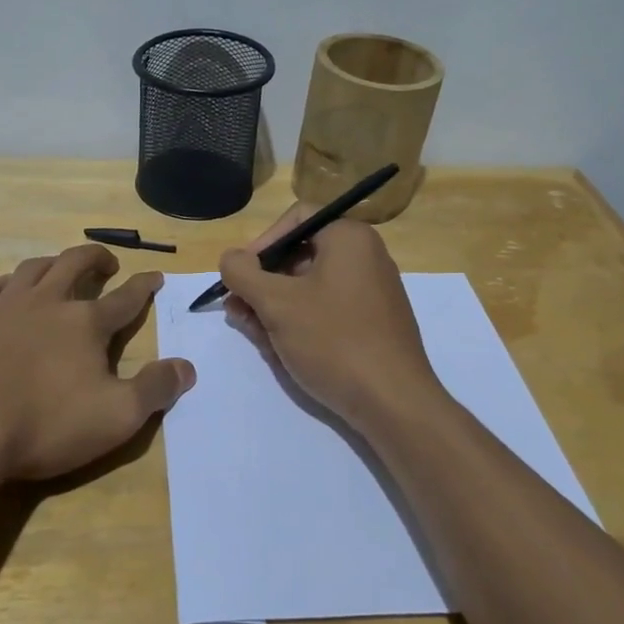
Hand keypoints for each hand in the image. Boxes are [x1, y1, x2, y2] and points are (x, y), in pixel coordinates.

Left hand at [0, 244, 195, 481]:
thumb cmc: (46, 424)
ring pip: (33, 268)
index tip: (156, 275)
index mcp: (86, 323)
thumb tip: (188, 366)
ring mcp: (4, 307)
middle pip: (75, 264)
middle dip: (96, 258)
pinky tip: (6, 289)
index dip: (144, 286)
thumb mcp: (117, 417)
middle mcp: (47, 302)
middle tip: (108, 262)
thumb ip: (155, 389)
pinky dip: (5, 283)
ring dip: (53, 262)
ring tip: (60, 267)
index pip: (125, 298)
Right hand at [219, 204, 443, 427]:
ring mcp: (371, 292)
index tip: (239, 277)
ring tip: (254, 335)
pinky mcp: (372, 324)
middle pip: (298, 256)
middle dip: (262, 284)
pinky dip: (299, 323)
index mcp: (349, 238)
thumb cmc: (333, 340)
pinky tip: (280, 349)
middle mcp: (365, 257)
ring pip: (308, 288)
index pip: (294, 219)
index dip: (259, 244)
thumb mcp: (276, 303)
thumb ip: (243, 273)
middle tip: (237, 312)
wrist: (393, 403)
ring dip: (274, 308)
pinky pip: (326, 311)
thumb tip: (230, 258)